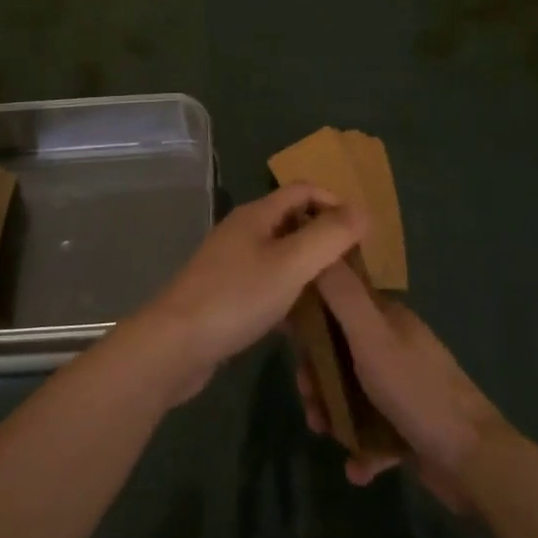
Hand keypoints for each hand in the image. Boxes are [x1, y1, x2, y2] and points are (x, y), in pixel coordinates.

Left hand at [135, 184, 366, 403]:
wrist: (174, 346)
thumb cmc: (236, 298)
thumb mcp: (291, 264)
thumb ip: (329, 236)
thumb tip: (363, 210)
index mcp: (257, 215)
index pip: (303, 190)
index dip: (335, 202)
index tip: (364, 233)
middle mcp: (243, 232)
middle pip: (293, 222)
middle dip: (325, 238)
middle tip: (356, 267)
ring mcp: (231, 265)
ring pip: (281, 257)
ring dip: (309, 270)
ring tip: (338, 295)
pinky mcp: (226, 296)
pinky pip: (268, 285)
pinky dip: (289, 296)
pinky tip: (304, 324)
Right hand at [298, 262, 506, 510]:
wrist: (474, 459)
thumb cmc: (416, 390)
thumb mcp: (372, 337)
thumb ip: (343, 295)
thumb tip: (323, 244)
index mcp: (389, 320)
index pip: (340, 303)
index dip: (311, 318)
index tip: (289, 341)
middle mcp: (397, 347)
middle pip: (341, 352)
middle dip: (318, 375)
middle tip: (308, 399)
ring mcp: (406, 388)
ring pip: (354, 394)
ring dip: (334, 414)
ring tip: (326, 435)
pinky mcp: (411, 427)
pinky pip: (375, 434)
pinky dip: (362, 449)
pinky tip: (356, 468)